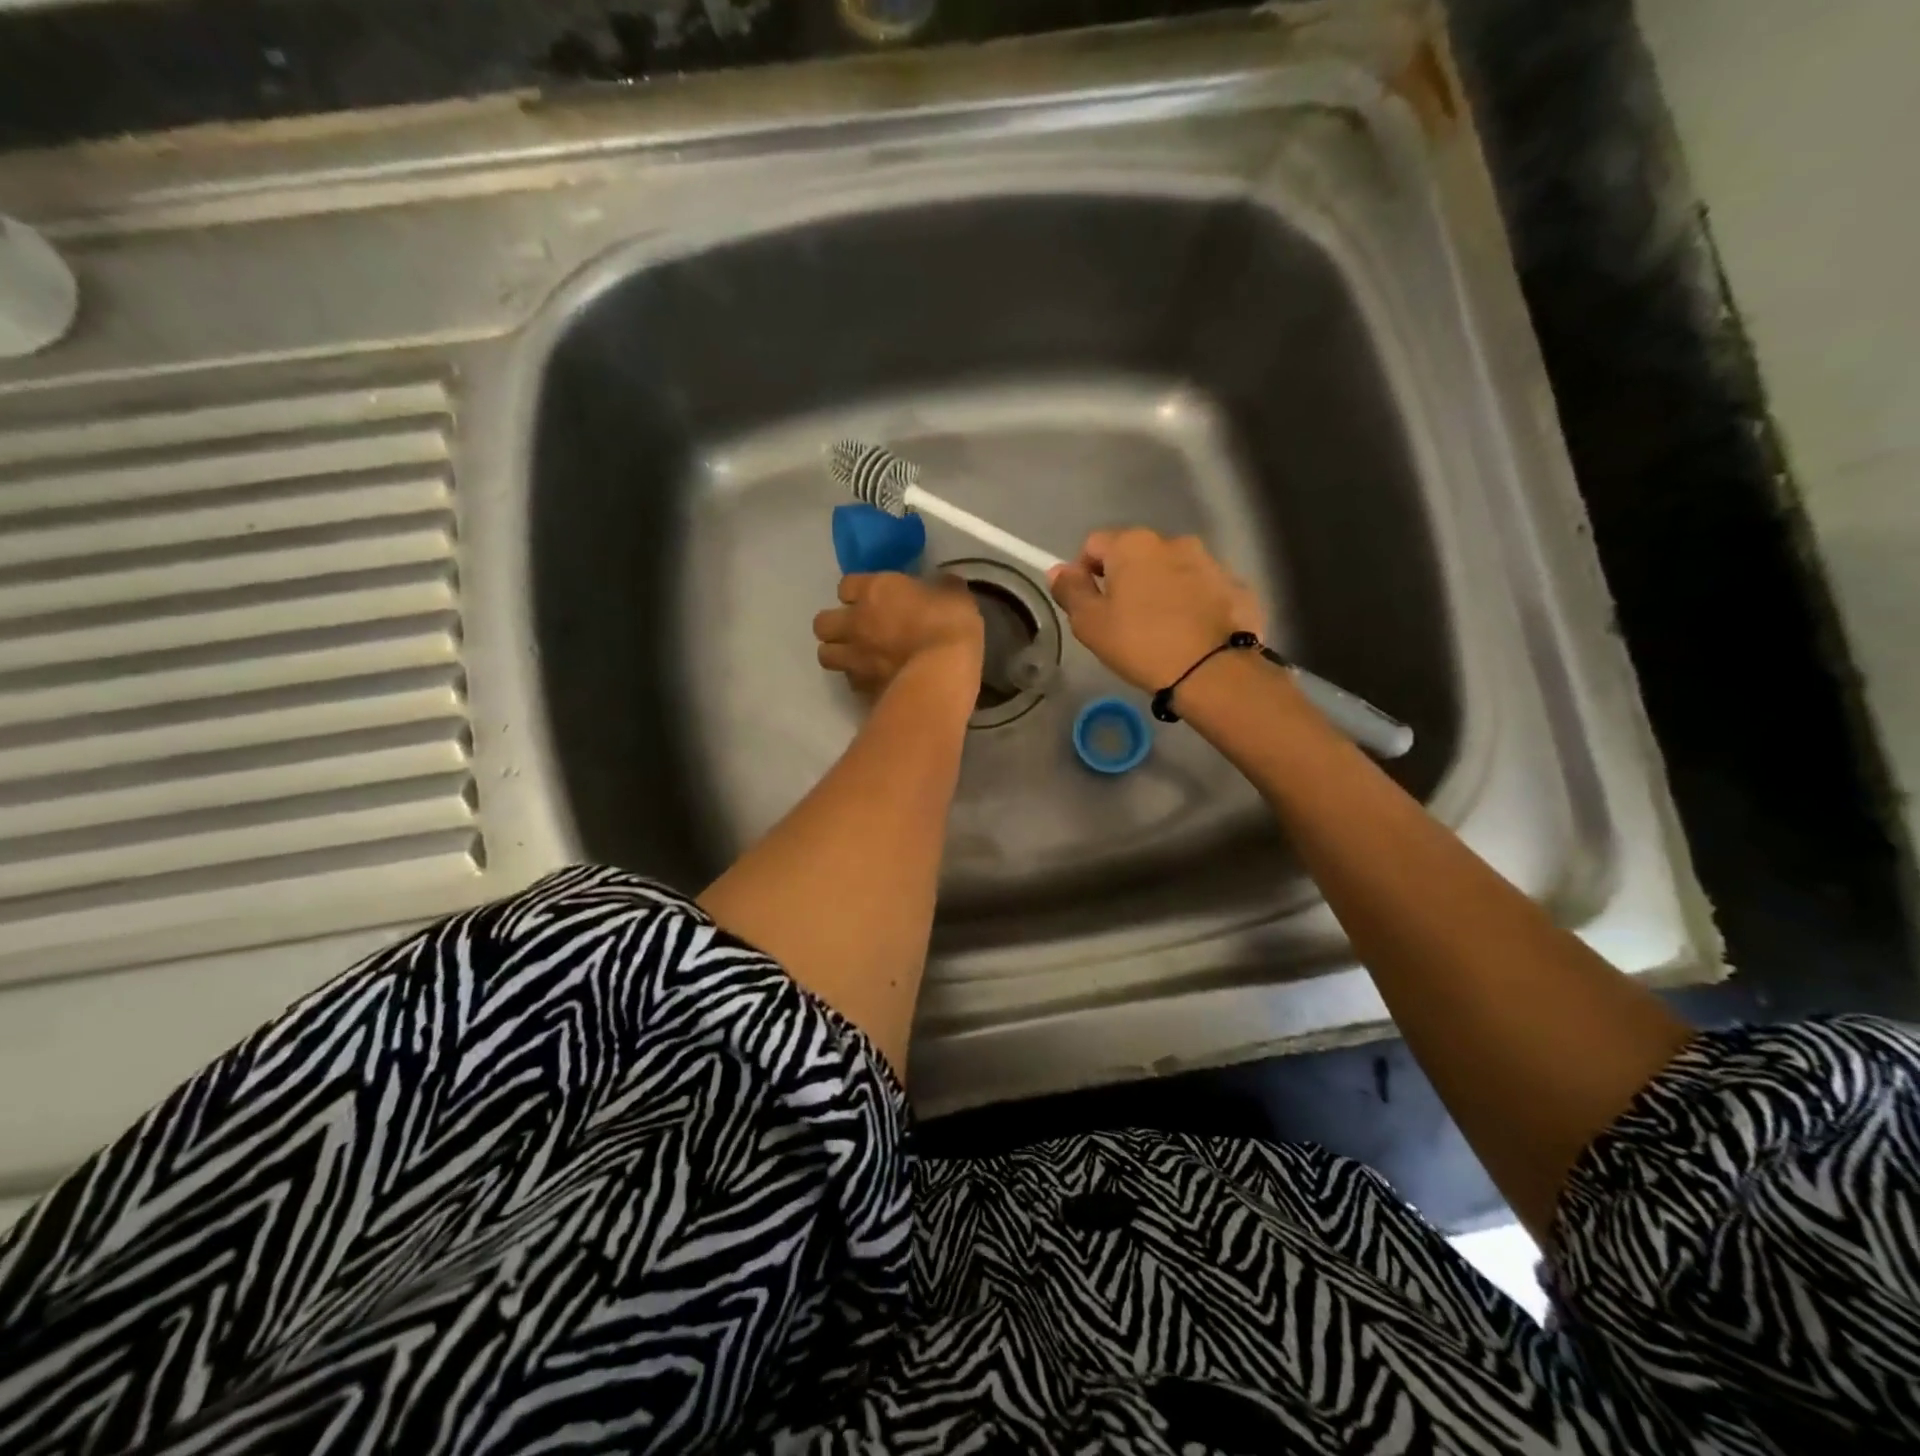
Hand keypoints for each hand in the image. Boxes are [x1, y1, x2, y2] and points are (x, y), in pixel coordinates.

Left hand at [813, 572, 983, 698]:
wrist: (942, 674)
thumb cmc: (949, 625)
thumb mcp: (956, 596)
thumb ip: (943, 589)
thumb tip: (945, 585)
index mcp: (874, 592)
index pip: (846, 585)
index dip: (856, 592)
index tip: (871, 597)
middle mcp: (855, 623)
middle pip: (822, 623)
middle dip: (835, 626)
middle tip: (856, 630)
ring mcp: (854, 658)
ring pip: (826, 655)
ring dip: (839, 654)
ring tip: (859, 658)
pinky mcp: (863, 689)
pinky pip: (851, 681)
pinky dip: (859, 680)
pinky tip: (876, 680)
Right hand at [1048, 529, 1262, 691]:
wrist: (1212, 671)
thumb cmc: (1141, 644)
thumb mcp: (1090, 624)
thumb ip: (1070, 591)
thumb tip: (1058, 569)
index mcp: (1133, 545)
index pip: (1094, 544)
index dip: (1084, 572)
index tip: (1089, 604)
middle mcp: (1173, 542)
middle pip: (1137, 555)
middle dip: (1127, 580)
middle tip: (1123, 621)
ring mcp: (1211, 562)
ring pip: (1173, 571)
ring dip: (1162, 590)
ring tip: (1161, 630)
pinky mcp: (1237, 587)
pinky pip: (1204, 591)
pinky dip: (1194, 605)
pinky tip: (1192, 635)